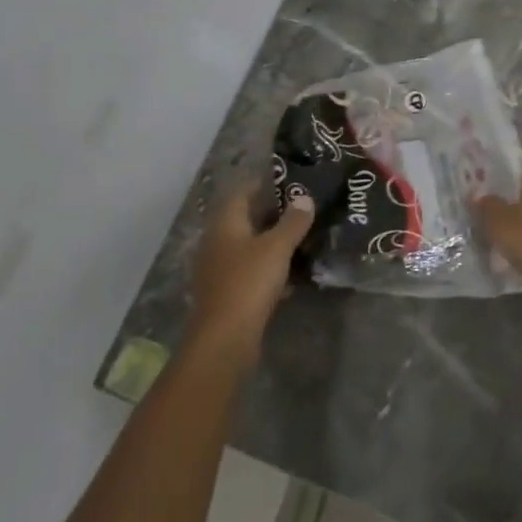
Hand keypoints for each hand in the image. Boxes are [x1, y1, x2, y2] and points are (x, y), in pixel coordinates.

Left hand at [186, 181, 313, 364]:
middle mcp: (217, 241)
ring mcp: (218, 269)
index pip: (243, 192)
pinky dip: (268, 270)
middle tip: (302, 210)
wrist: (224, 340)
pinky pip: (249, 272)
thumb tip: (304, 197)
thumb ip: (293, 221)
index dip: (265, 184)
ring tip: (301, 240)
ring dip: (271, 244)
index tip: (291, 182)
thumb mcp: (277, 247)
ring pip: (248, 247)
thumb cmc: (249, 282)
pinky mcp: (225, 294)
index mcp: (225, 223)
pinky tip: (290, 277)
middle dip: (273, 215)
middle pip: (246, 219)